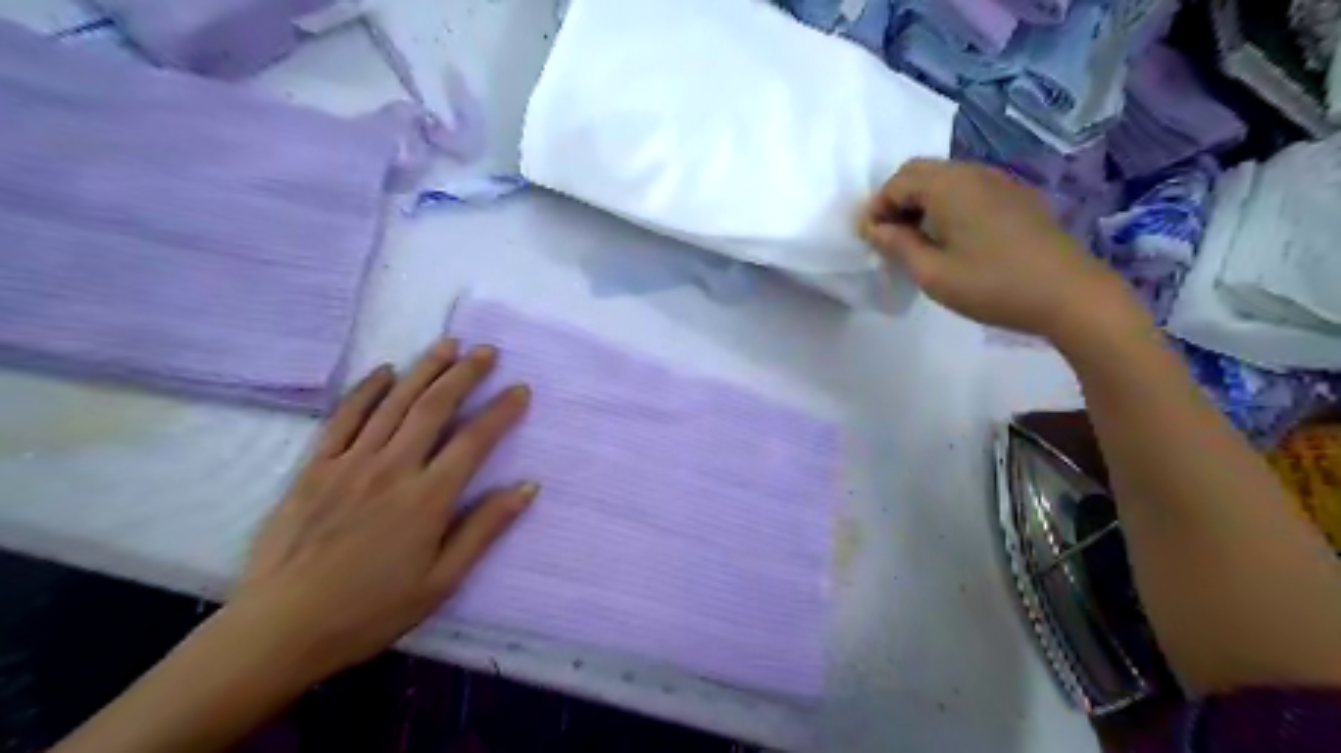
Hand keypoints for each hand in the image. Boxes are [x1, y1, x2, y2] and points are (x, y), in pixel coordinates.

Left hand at [229, 341, 534, 681]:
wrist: (280, 629)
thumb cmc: (371, 611)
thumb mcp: (441, 582)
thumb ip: (484, 529)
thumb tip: (527, 487)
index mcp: (428, 498)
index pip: (475, 440)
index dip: (501, 411)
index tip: (520, 390)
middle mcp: (392, 468)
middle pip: (435, 408)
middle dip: (465, 374)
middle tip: (487, 351)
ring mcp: (350, 463)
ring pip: (394, 403)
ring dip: (423, 370)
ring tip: (447, 345)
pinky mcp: (314, 468)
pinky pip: (344, 417)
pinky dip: (367, 390)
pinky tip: (384, 371)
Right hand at [865, 160, 1135, 337]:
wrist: (1070, 294)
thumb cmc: (993, 286)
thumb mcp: (933, 274)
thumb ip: (898, 246)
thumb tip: (876, 229)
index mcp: (950, 186)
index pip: (898, 181)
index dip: (877, 208)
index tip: (869, 240)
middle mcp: (974, 172)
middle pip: (921, 171)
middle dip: (897, 199)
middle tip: (889, 237)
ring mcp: (1000, 181)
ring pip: (946, 177)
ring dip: (922, 201)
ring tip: (916, 240)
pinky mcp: (1017, 196)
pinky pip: (970, 188)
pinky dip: (948, 203)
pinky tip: (952, 237)